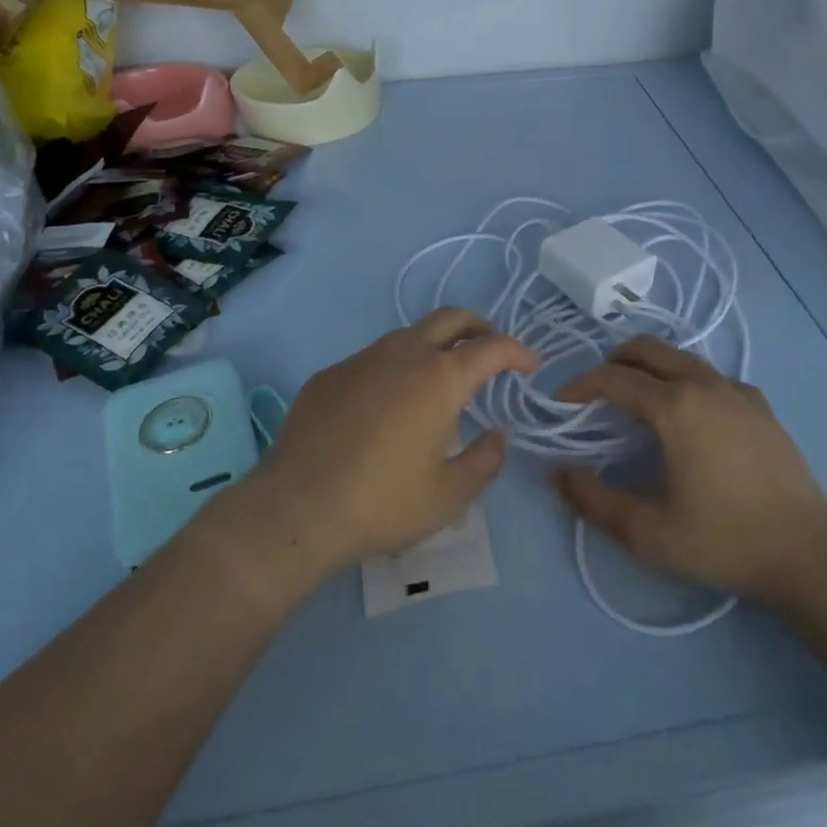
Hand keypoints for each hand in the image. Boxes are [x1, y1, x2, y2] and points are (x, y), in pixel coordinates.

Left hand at [238, 309, 536, 583]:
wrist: (298, 509)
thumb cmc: (383, 503)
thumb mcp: (449, 496)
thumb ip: (485, 461)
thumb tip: (497, 436)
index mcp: (441, 378)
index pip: (492, 347)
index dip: (517, 351)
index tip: (529, 366)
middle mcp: (405, 354)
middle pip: (451, 318)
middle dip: (479, 327)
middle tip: (489, 350)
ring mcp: (363, 358)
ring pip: (410, 335)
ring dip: (434, 346)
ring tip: (438, 380)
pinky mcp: (330, 373)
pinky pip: (373, 359)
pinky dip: (394, 369)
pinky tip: (385, 406)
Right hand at [553, 336, 826, 609]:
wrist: (809, 552)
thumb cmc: (724, 541)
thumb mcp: (648, 533)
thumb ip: (594, 502)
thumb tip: (557, 475)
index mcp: (674, 406)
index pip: (613, 378)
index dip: (580, 385)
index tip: (561, 403)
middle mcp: (704, 384)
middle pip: (646, 348)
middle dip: (612, 361)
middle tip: (595, 393)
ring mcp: (736, 389)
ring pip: (680, 356)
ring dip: (649, 366)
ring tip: (636, 400)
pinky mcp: (760, 404)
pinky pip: (710, 375)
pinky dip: (684, 381)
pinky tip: (688, 418)